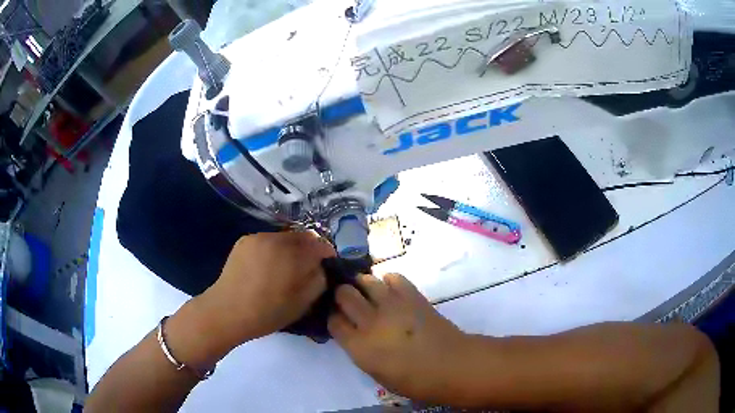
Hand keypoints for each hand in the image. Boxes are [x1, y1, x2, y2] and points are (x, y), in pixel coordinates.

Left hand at [194, 232, 334, 349]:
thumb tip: (321, 267)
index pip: (320, 244)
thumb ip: (319, 280)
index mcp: (293, 255)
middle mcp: (277, 239)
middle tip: (306, 267)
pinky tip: (266, 266)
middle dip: (309, 249)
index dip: (327, 255)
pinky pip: (267, 240)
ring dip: (291, 248)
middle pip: (303, 236)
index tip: (326, 266)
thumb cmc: (268, 312)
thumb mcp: (303, 303)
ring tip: (285, 267)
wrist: (227, 311)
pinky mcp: (244, 240)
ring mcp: (258, 237)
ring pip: (284, 237)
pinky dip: (273, 249)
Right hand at [328, 273, 468, 402]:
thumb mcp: (377, 374)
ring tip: (367, 291)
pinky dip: (388, 280)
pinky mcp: (412, 295)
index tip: (338, 318)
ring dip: (362, 284)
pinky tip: (391, 288)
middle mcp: (370, 322)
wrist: (451, 365)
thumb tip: (356, 335)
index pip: (334, 321)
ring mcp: (392, 305)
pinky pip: (394, 277)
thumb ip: (361, 352)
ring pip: (366, 281)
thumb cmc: (415, 381)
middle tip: (349, 300)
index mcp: (359, 347)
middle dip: (342, 295)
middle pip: (344, 295)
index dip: (333, 317)